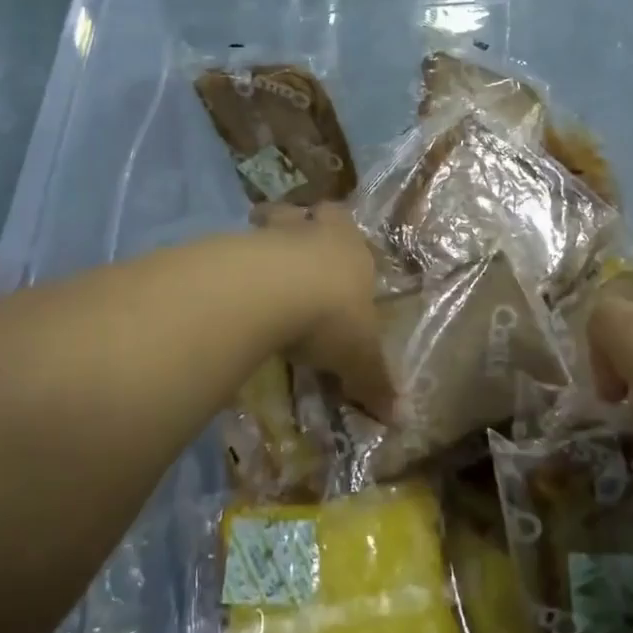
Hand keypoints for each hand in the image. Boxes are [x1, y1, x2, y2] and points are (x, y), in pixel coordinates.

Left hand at [252, 204, 395, 418]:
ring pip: (266, 225)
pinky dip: (233, 266)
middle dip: (298, 223)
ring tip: (258, 271)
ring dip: (263, 244)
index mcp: (350, 247)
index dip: (339, 230)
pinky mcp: (231, 247)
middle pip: (302, 213)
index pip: (345, 223)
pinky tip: (231, 291)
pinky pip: (233, 251)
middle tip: (291, 247)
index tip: (333, 242)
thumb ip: (375, 382)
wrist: (272, 292)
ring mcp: (268, 235)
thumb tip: (401, 419)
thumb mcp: (359, 357)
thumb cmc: (332, 315)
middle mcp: (312, 230)